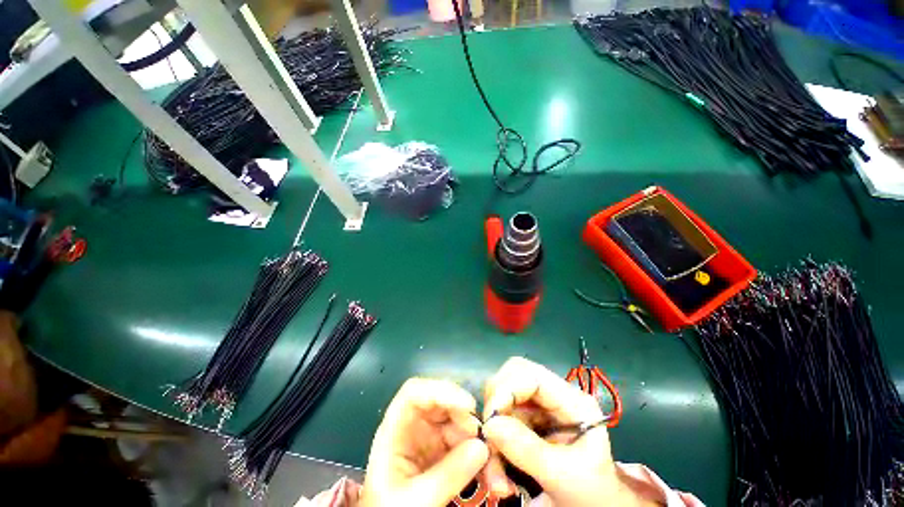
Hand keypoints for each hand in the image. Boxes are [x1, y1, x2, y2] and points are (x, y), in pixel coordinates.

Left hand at [359, 378, 489, 506]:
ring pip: (458, 422)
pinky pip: (466, 443)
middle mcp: (414, 426)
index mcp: (396, 430)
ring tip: (494, 471)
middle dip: (465, 418)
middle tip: (485, 440)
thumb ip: (446, 476)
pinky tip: (493, 476)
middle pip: (441, 403)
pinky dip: (481, 456)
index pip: (414, 393)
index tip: (468, 406)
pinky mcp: (444, 451)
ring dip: (479, 441)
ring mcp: (430, 437)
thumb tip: (482, 447)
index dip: (441, 391)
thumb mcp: (415, 501)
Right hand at [480, 357, 654, 506]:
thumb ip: (528, 450)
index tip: (490, 419)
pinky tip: (499, 475)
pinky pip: (500, 422)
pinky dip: (494, 447)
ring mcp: (538, 409)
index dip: (505, 389)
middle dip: (495, 406)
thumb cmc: (591, 493)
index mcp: (572, 401)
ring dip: (492, 436)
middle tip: (489, 438)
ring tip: (496, 476)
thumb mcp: (564, 476)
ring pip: (502, 403)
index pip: (530, 374)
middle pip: (511, 379)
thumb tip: (489, 425)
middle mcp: (552, 397)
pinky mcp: (527, 423)